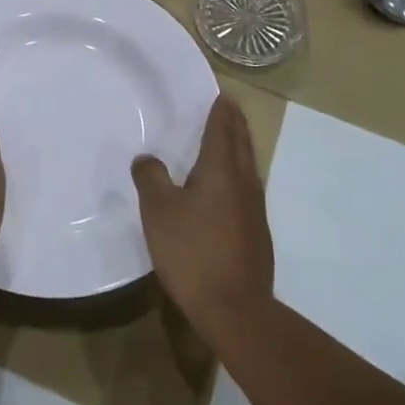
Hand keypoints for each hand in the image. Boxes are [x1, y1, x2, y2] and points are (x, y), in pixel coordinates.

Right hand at [131, 95, 273, 336]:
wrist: (235, 309)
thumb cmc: (193, 252)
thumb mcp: (159, 212)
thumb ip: (151, 178)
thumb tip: (147, 158)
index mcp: (221, 170)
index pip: (223, 130)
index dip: (222, 111)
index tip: (222, 95)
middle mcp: (244, 183)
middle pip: (242, 144)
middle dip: (235, 124)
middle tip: (228, 108)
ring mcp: (255, 209)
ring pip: (248, 166)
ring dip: (240, 148)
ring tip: (229, 140)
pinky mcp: (257, 233)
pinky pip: (248, 188)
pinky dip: (239, 174)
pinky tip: (228, 187)